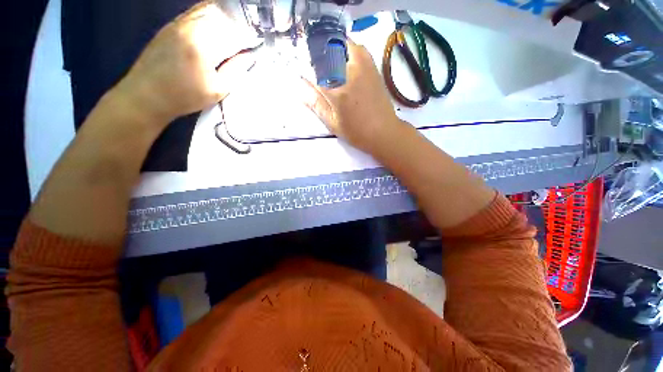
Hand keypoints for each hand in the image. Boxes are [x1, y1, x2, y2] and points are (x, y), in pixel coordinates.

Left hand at [111, 1, 257, 126]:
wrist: (146, 95)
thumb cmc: (185, 96)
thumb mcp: (218, 90)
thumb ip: (236, 71)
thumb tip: (249, 56)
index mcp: (204, 43)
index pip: (234, 32)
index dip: (249, 37)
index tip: (258, 44)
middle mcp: (190, 25)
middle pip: (221, 15)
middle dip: (238, 24)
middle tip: (247, 38)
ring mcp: (178, 23)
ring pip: (207, 10)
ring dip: (224, 18)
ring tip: (234, 31)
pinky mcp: (170, 26)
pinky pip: (194, 13)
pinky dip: (209, 16)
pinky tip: (215, 27)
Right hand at [302, 40, 401, 153]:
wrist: (384, 131)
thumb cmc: (357, 132)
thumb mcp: (333, 123)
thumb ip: (316, 104)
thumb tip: (300, 88)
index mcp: (336, 91)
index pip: (314, 70)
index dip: (306, 70)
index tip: (305, 75)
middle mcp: (349, 73)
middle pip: (327, 51)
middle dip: (319, 57)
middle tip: (319, 71)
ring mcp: (363, 67)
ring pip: (343, 45)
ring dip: (333, 50)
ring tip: (331, 66)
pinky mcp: (373, 68)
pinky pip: (359, 48)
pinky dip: (349, 50)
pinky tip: (346, 63)